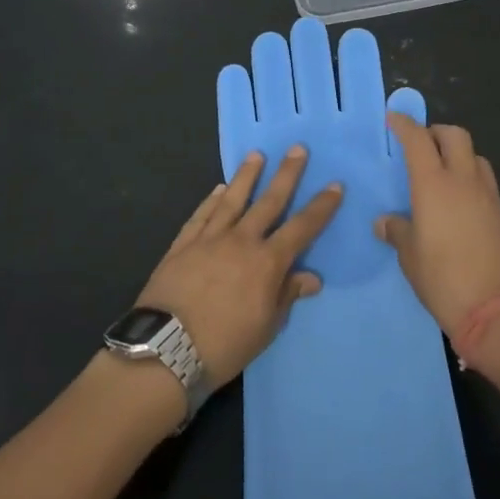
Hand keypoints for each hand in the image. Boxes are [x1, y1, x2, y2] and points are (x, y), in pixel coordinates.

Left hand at [137, 146, 341, 387]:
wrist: (165, 350)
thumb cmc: (224, 345)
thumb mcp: (266, 327)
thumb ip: (286, 295)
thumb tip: (311, 277)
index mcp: (267, 262)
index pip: (302, 228)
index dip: (321, 207)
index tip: (334, 185)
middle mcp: (241, 241)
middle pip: (269, 201)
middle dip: (286, 174)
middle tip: (296, 148)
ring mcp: (209, 239)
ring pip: (232, 199)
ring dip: (246, 176)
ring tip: (256, 155)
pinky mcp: (182, 244)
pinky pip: (201, 215)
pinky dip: (212, 200)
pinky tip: (218, 188)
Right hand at [378, 116, 499, 338]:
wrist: (497, 310)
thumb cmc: (443, 279)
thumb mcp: (410, 257)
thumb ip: (398, 231)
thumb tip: (386, 222)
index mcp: (434, 185)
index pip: (418, 140)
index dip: (405, 125)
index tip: (395, 119)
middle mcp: (464, 181)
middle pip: (455, 136)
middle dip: (436, 132)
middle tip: (421, 144)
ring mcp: (489, 197)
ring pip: (476, 157)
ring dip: (458, 155)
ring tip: (443, 173)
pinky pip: (486, 184)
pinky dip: (471, 181)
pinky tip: (461, 205)